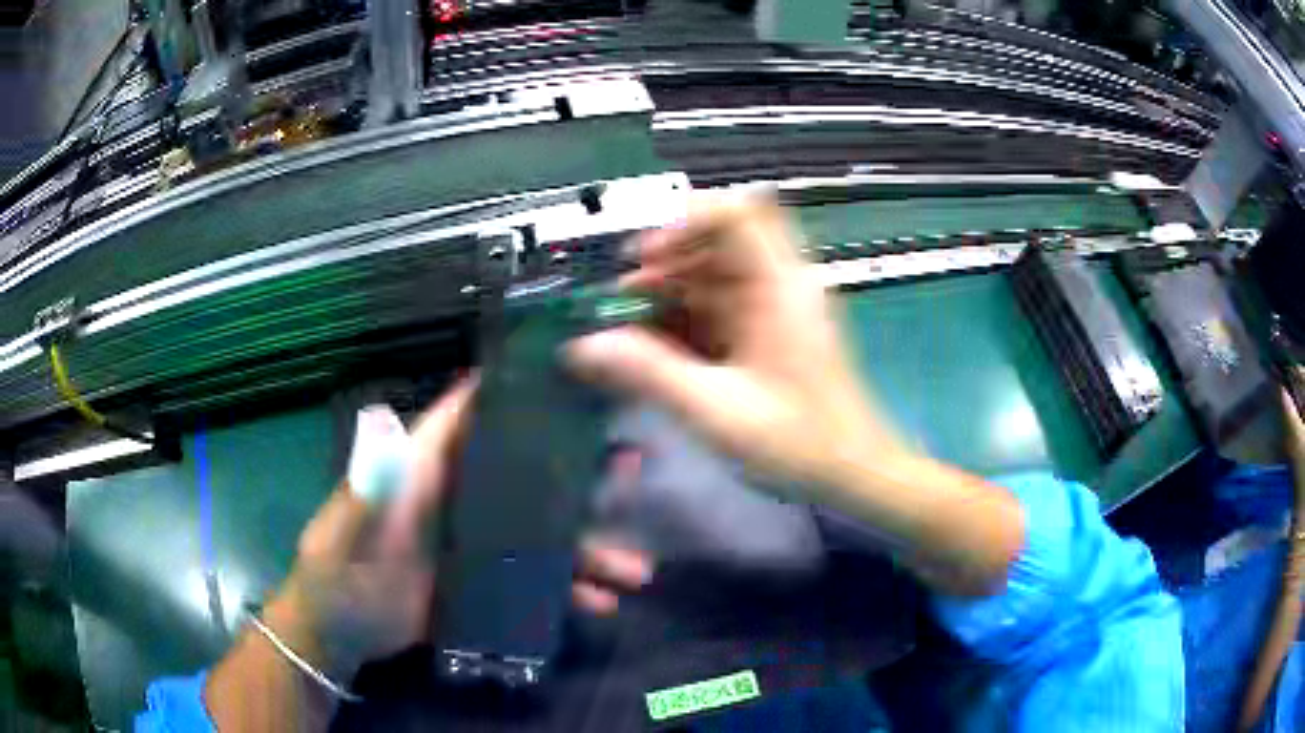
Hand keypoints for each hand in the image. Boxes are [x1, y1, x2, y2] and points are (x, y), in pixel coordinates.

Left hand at [267, 378, 652, 679]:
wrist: (339, 633)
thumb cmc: (335, 571)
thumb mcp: (344, 534)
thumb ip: (365, 493)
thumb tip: (383, 430)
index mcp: (424, 470)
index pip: (471, 416)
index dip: (515, 391)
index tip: (575, 375)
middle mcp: (459, 499)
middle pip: (525, 473)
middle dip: (578, 471)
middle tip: (632, 468)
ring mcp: (476, 544)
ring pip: (542, 533)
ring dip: (588, 545)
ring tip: (633, 569)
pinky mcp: (485, 583)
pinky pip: (536, 581)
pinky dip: (568, 590)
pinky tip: (600, 603)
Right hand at [566, 196, 1024, 596]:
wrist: (854, 472)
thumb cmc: (799, 443)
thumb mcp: (717, 411)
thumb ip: (650, 374)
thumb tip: (585, 347)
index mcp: (779, 288)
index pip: (737, 212)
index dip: (685, 219)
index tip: (645, 256)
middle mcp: (778, 285)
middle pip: (717, 241)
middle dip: (665, 261)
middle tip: (624, 297)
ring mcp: (774, 307)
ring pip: (714, 274)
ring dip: (669, 292)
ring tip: (629, 327)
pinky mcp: (767, 330)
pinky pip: (719, 306)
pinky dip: (684, 318)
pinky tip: (657, 349)